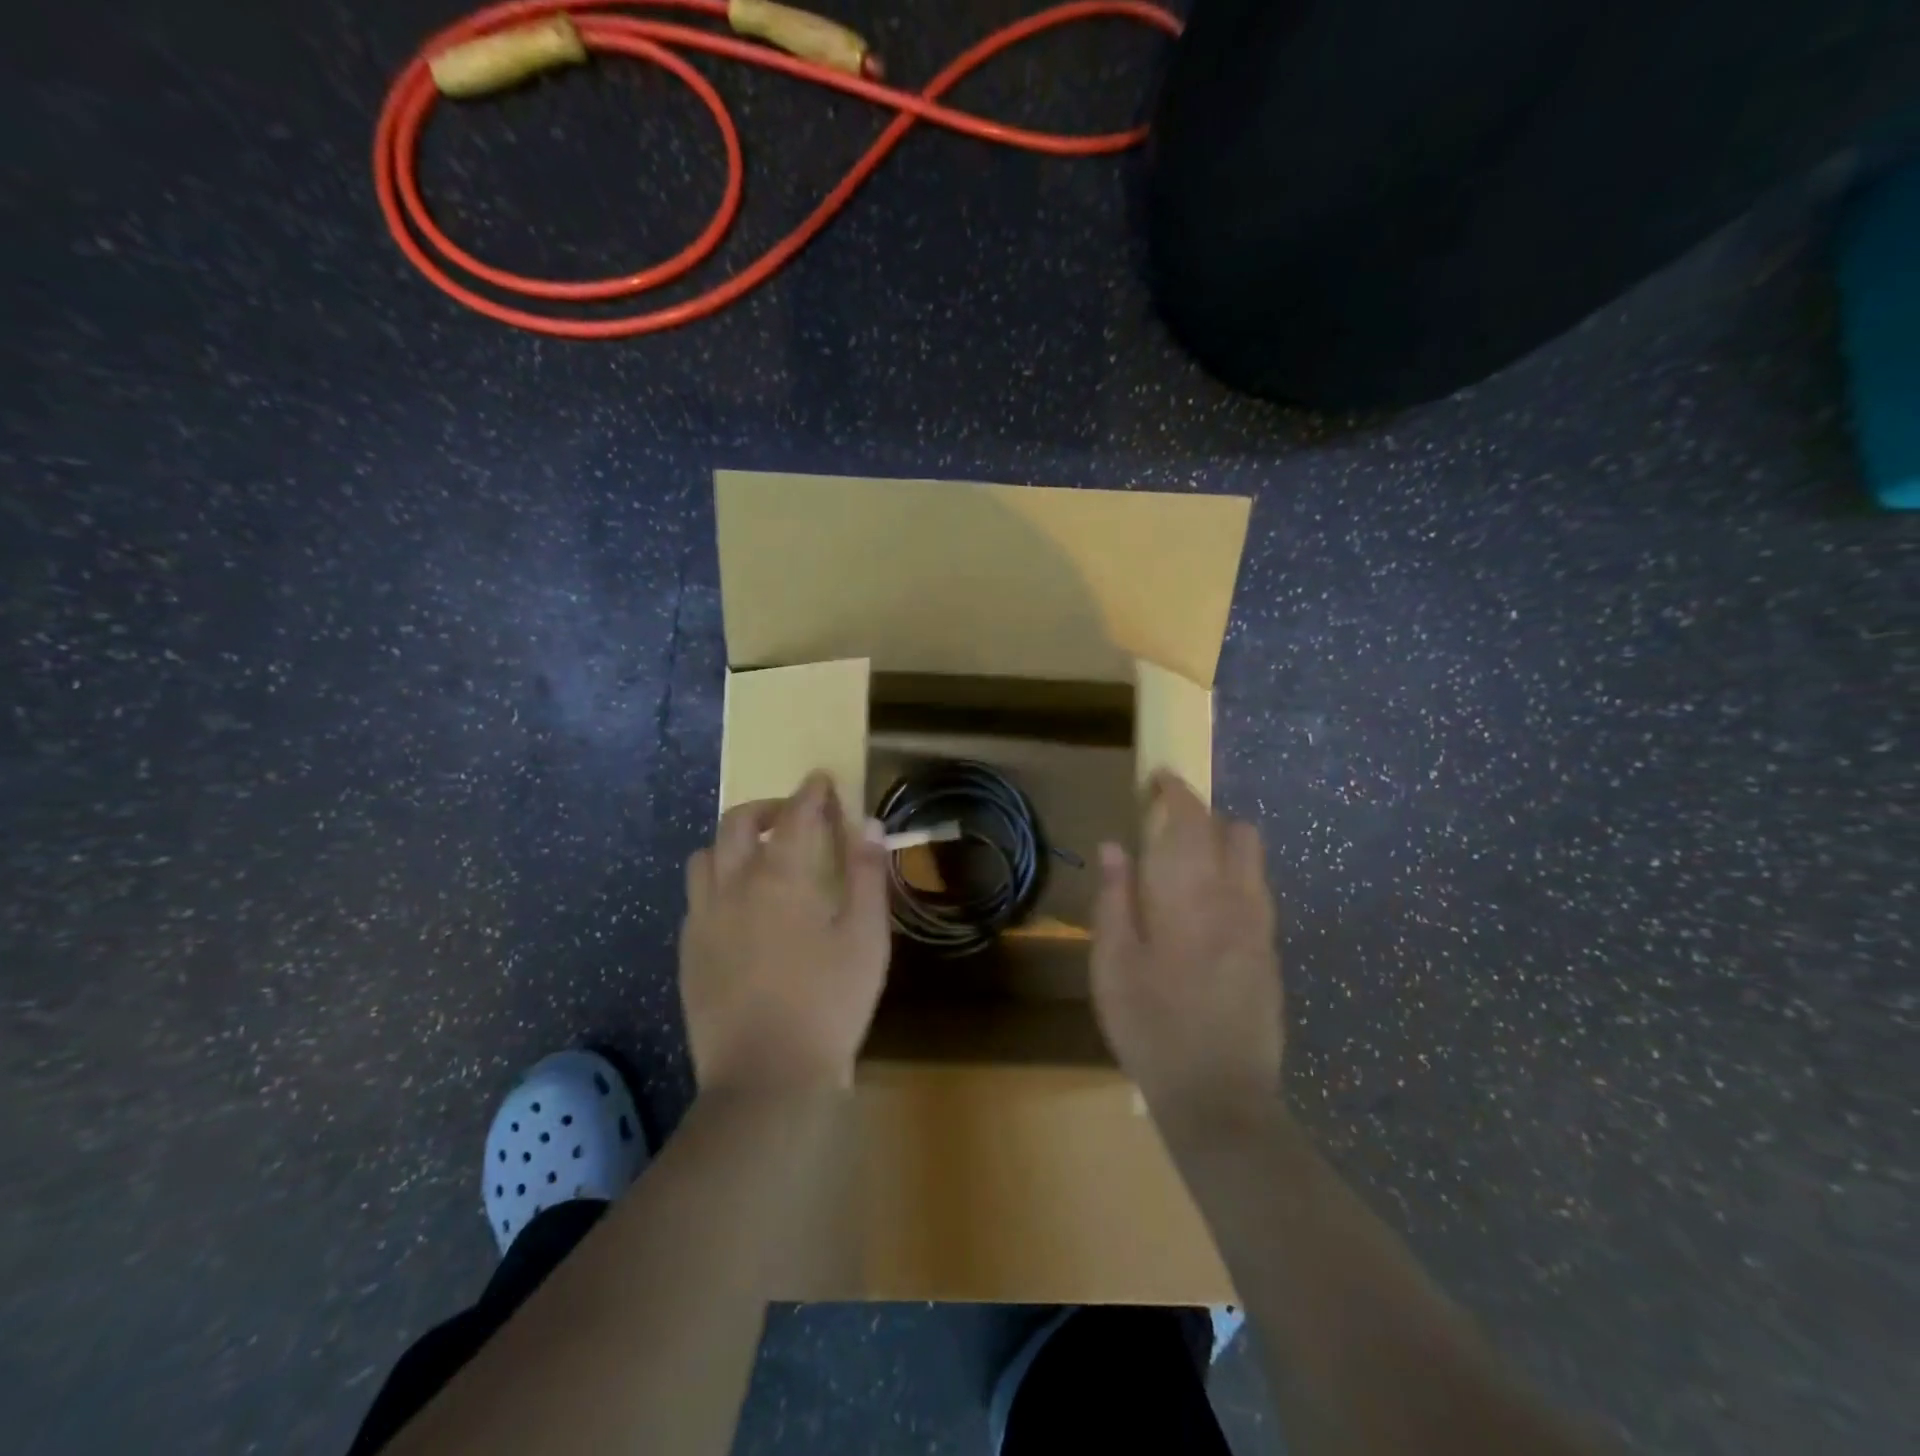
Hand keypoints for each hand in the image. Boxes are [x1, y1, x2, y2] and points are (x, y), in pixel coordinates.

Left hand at [680, 772, 890, 1094]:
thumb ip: (866, 875)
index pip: (796, 814)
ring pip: (706, 856)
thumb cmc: (829, 1003)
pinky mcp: (688, 951)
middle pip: (739, 823)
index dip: (811, 792)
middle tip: (792, 814)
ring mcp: (703, 918)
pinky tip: (738, 906)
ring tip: (759, 856)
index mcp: (780, 876)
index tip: (821, 780)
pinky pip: (696, 897)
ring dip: (733, 842)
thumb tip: (868, 824)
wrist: (766, 1079)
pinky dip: (717, 881)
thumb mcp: (865, 937)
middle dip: (767, 807)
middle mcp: (733, 885)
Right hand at [1090, 770, 1283, 1117]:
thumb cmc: (1151, 1025)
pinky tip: (1207, 910)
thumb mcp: (1113, 964)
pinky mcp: (1272, 955)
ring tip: (1188, 867)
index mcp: (1192, 895)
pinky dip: (1236, 879)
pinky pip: (1259, 894)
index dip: (1177, 791)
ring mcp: (1262, 928)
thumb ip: (1114, 899)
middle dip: (1206, 816)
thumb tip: (1115, 846)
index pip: (1193, 820)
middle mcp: (1237, 899)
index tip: (1158, 778)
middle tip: (1168, 828)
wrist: (1219, 1096)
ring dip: (1226, 846)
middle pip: (1238, 832)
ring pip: (1255, 862)